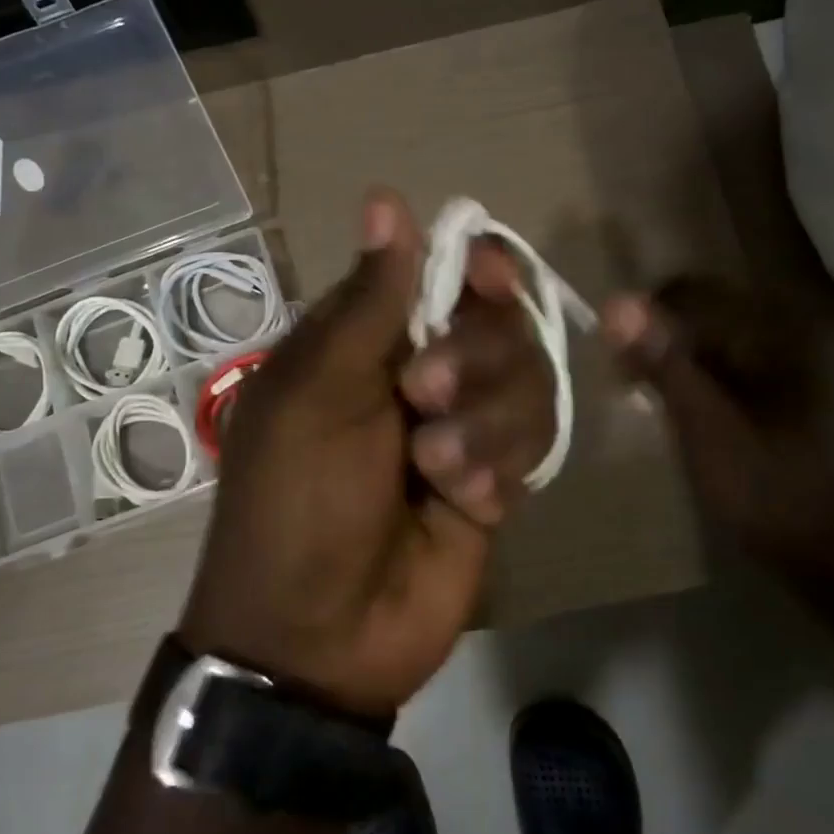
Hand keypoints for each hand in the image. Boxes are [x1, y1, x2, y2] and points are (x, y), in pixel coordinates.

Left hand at [181, 190, 553, 717]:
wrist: (321, 635)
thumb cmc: (298, 499)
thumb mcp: (319, 392)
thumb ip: (368, 301)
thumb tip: (385, 198)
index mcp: (369, 340)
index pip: (444, 273)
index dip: (475, 267)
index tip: (486, 278)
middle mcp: (422, 372)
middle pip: (500, 321)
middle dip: (475, 357)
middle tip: (424, 397)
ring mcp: (465, 425)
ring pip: (527, 380)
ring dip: (485, 424)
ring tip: (438, 470)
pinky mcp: (498, 477)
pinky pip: (535, 442)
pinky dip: (499, 468)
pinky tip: (465, 504)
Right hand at [601, 276, 833, 572]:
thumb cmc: (776, 497)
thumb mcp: (708, 430)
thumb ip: (665, 364)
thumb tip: (616, 303)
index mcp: (788, 331)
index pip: (696, 293)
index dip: (646, 319)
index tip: (618, 364)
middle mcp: (807, 333)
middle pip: (714, 314)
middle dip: (666, 343)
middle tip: (632, 386)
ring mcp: (815, 365)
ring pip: (727, 344)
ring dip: (687, 365)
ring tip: (658, 405)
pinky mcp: (814, 395)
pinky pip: (747, 369)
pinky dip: (714, 384)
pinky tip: (698, 419)